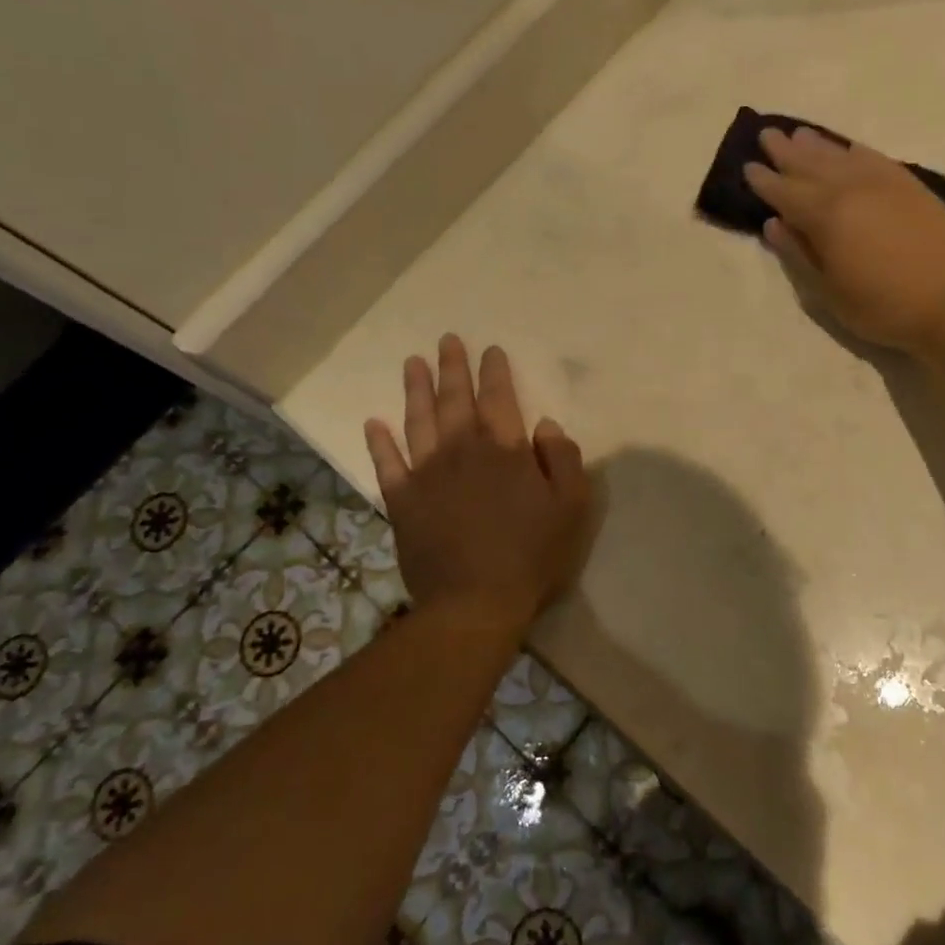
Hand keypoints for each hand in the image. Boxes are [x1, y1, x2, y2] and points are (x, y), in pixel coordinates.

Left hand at [364, 335, 593, 640]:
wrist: (475, 603)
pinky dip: (379, 442)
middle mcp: (462, 452)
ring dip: (416, 390)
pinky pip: (387, 464)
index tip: (491, 350)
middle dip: (453, 367)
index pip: (499, 399)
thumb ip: (562, 459)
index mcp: (505, 451)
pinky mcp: (403, 501)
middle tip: (446, 341)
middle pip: (455, 400)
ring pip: (419, 421)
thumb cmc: (531, 556)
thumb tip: (545, 425)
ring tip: (413, 363)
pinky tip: (373, 423)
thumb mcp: (571, 507)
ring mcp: (427, 475)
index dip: (495, 372)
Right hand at [745, 127, 944, 352]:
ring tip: (799, 134)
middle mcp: (852, 189)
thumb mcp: (828, 291)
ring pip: (842, 156)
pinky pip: (876, 159)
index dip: (765, 181)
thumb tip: (773, 224)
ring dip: (817, 145)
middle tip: (767, 135)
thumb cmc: (881, 306)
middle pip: (811, 165)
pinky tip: (848, 148)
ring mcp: (884, 184)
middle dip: (786, 152)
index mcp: (826, 216)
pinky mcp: (911, 187)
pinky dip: (856, 151)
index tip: (748, 167)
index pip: (786, 193)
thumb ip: (798, 254)